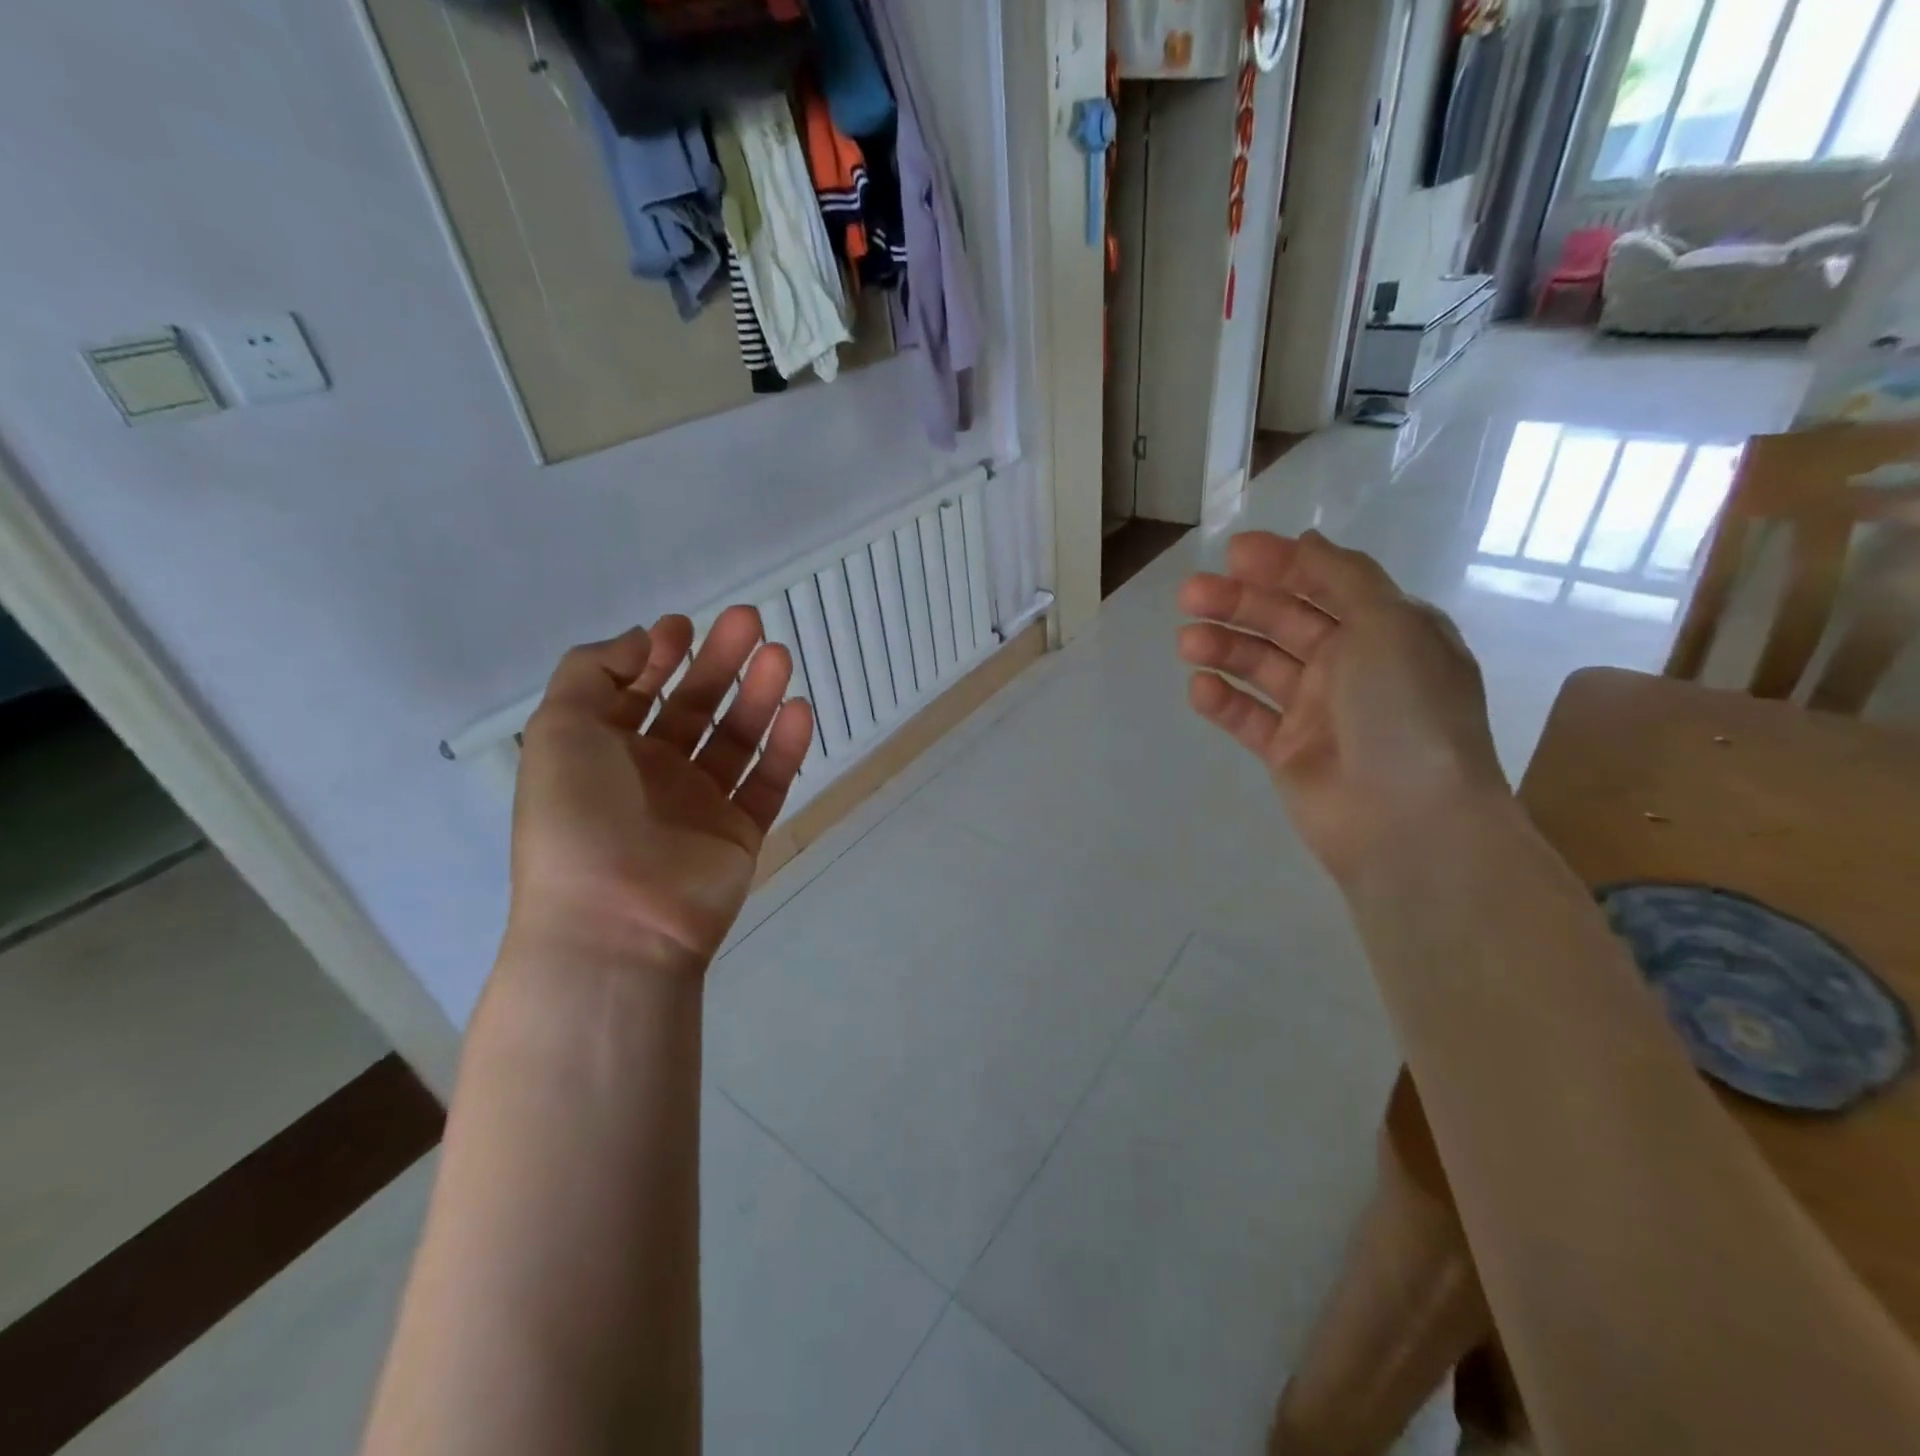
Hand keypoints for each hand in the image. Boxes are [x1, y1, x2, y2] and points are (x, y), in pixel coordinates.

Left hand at [509, 606, 814, 973]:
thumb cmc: (577, 818)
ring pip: (737, 739)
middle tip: (749, 622)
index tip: (683, 625)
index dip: (658, 657)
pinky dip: (786, 747)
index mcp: (603, 754)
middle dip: (720, 663)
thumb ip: (590, 671)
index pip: (637, 693)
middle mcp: (653, 776)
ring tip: (780, 656)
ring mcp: (701, 806)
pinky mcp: (742, 833)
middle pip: (695, 708)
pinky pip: (768, 782)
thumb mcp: (559, 730)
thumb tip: (640, 639)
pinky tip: (799, 711)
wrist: (617, 921)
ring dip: (759, 695)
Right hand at [1177, 531, 1508, 881]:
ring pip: (1260, 666)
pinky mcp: (1288, 752)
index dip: (1280, 564)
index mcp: (1386, 630)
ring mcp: (1317, 711)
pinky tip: (1199, 687)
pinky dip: (1223, 700)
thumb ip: (1342, 577)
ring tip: (1187, 642)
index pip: (1325, 584)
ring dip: (1223, 647)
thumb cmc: (1404, 711)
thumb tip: (1305, 541)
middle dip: (1238, 603)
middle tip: (1189, 595)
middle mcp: (1352, 666)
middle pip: (1284, 622)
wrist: (1406, 820)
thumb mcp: (1388, 625)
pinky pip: (1248, 717)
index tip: (1233, 553)